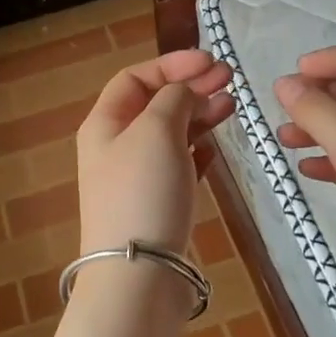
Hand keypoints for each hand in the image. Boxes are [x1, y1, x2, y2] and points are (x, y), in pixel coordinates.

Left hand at [77, 49, 235, 255]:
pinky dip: (196, 151)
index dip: (172, 64)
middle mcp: (115, 147)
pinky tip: (215, 148)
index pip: (135, 77)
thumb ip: (173, 99)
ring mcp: (136, 178)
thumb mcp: (156, 130)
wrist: (138, 274)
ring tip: (231, 107)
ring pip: (169, 134)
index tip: (211, 62)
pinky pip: (177, 166)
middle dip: (190, 87)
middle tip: (230, 81)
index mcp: (104, 124)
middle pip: (154, 104)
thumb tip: (185, 91)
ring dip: (198, 116)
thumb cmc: (143, 191)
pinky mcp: (156, 205)